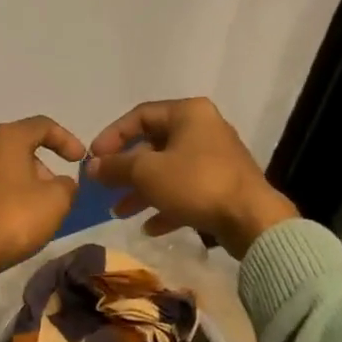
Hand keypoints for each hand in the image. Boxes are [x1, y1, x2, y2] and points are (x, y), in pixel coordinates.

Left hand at [0, 116, 86, 273]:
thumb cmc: (13, 218)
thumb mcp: (56, 201)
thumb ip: (67, 185)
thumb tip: (61, 184)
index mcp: (6, 139)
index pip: (43, 126)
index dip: (67, 140)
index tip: (80, 160)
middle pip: (18, 148)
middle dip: (42, 167)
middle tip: (56, 192)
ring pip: (0, 170)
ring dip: (20, 183)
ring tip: (34, 209)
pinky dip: (1, 198)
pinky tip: (9, 221)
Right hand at [88, 97, 297, 257]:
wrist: (251, 219)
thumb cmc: (196, 183)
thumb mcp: (146, 172)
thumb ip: (115, 167)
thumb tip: (90, 166)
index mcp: (188, 113)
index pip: (140, 115)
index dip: (112, 136)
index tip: (93, 158)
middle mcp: (204, 129)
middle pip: (154, 145)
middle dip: (126, 169)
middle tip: (105, 188)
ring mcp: (215, 159)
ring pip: (168, 171)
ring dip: (142, 191)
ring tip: (120, 212)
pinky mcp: (223, 186)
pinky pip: (186, 191)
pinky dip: (166, 206)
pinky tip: (150, 228)